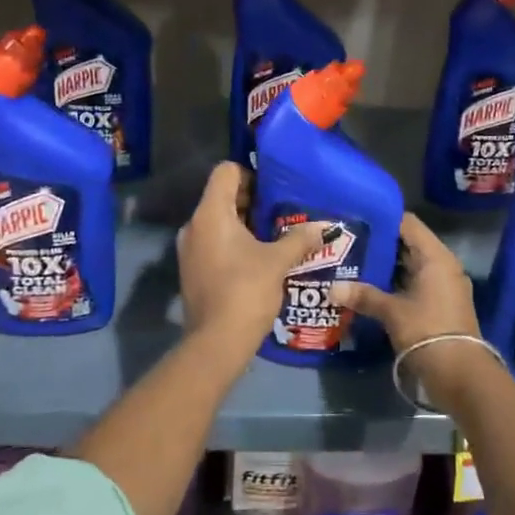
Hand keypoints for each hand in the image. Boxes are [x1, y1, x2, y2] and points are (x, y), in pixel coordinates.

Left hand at [176, 162, 326, 348]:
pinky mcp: (192, 270)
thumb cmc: (246, 290)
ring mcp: (189, 249)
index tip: (273, 192)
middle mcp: (194, 225)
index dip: (250, 175)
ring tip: (274, 237)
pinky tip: (258, 260)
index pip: (225, 172)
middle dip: (252, 202)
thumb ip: (300, 239)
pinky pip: (213, 243)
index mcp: (211, 214)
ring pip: (218, 222)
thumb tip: (325, 225)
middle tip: (281, 215)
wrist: (216, 342)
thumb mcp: (278, 262)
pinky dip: (234, 244)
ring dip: (244, 225)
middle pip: (221, 196)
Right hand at [331, 214, 492, 406]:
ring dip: (386, 266)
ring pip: (410, 266)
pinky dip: (395, 283)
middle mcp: (442, 265)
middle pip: (408, 244)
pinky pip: (414, 283)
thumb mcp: (392, 312)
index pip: (408, 224)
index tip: (357, 219)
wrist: (461, 375)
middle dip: (380, 244)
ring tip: (352, 262)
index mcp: (436, 257)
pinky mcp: (439, 304)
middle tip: (349, 242)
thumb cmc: (427, 331)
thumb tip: (332, 288)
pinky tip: (369, 287)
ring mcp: (443, 286)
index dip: (383, 219)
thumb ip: (363, 296)